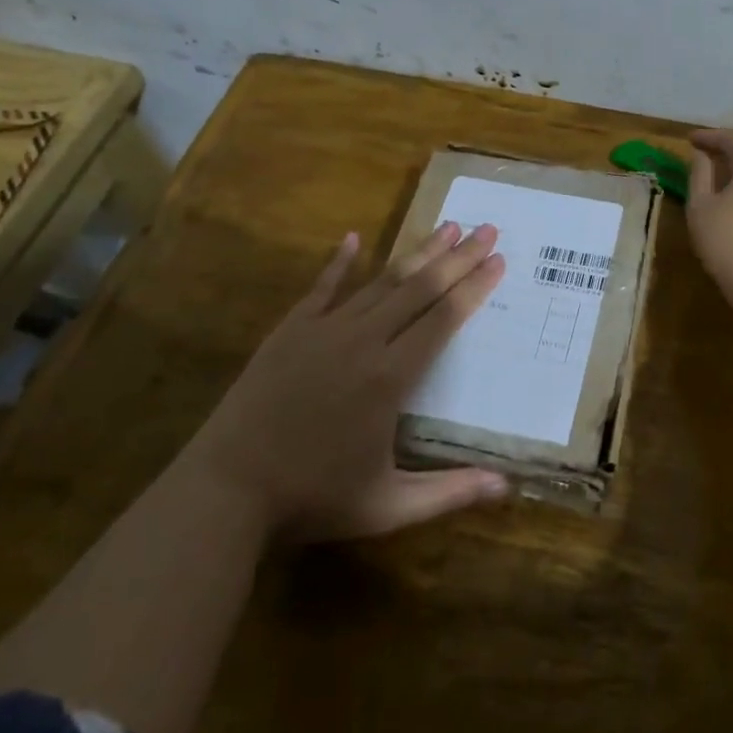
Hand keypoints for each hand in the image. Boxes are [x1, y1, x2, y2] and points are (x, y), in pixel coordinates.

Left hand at [178, 221, 510, 543]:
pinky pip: (322, 287)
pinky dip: (339, 262)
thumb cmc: (312, 498)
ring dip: (418, 252)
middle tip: (487, 229)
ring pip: (381, 281)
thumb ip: (449, 491)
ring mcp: (324, 331)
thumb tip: (507, 488)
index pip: (444, 318)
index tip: (499, 260)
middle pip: (420, 288)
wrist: (225, 491)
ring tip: (447, 225)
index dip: (474, 287)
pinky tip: (352, 237)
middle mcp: (363, 341)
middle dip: (459, 257)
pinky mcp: (290, 331)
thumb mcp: (387, 506)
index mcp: (391, 377)